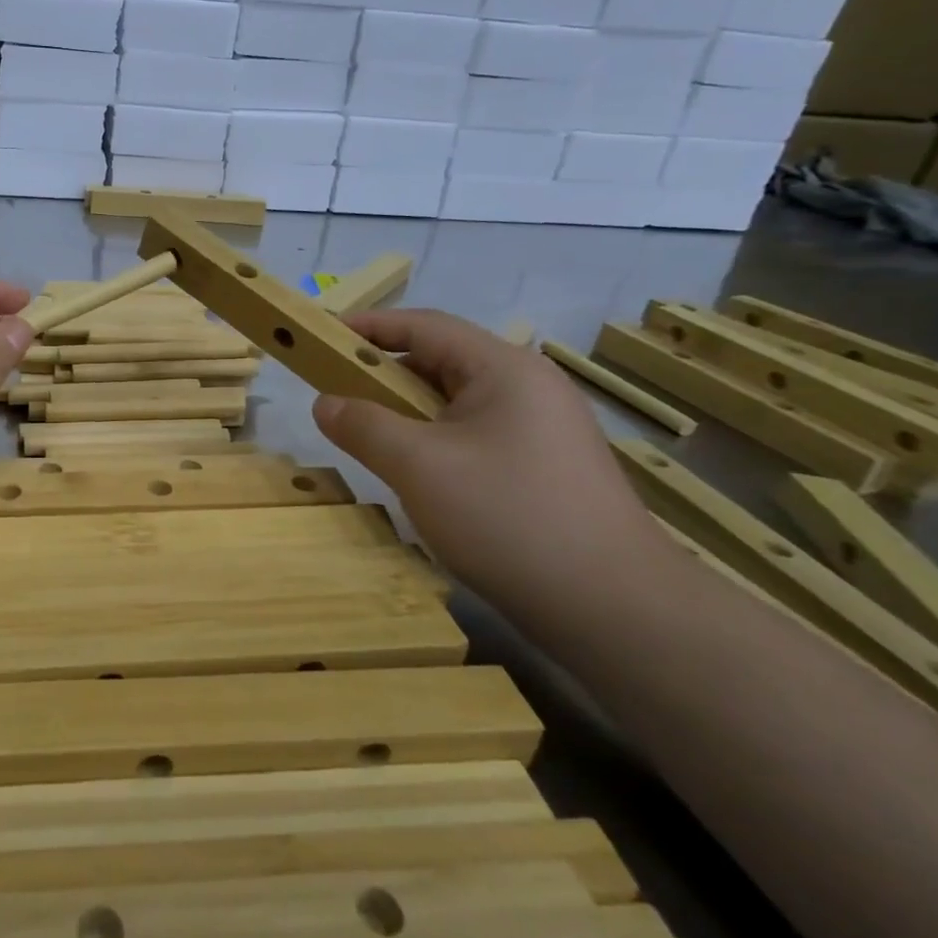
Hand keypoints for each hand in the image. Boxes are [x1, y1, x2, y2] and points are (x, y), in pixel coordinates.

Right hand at [313, 309, 650, 593]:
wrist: (616, 611)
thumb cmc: (509, 518)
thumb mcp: (419, 467)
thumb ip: (364, 426)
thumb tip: (324, 402)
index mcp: (504, 369)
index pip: (425, 326)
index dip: (369, 326)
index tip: (322, 335)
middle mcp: (529, 388)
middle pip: (443, 361)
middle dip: (385, 371)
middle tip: (336, 390)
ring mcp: (542, 430)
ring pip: (458, 403)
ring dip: (409, 410)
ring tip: (369, 433)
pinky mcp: (545, 469)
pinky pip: (475, 435)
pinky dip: (435, 439)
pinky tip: (417, 472)